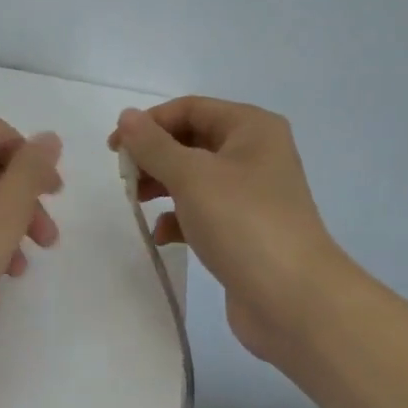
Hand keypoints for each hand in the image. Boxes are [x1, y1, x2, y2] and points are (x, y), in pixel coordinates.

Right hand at [110, 98, 346, 364]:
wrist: (293, 299)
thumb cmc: (242, 223)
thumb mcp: (192, 176)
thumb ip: (154, 145)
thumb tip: (126, 116)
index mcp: (251, 128)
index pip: (190, 109)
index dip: (149, 123)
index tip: (114, 149)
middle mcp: (255, 155)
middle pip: (192, 141)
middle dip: (154, 156)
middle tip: (124, 178)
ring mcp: (252, 196)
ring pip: (195, 179)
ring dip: (162, 187)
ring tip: (136, 203)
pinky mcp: (244, 231)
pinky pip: (203, 213)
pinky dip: (179, 220)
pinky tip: (163, 236)